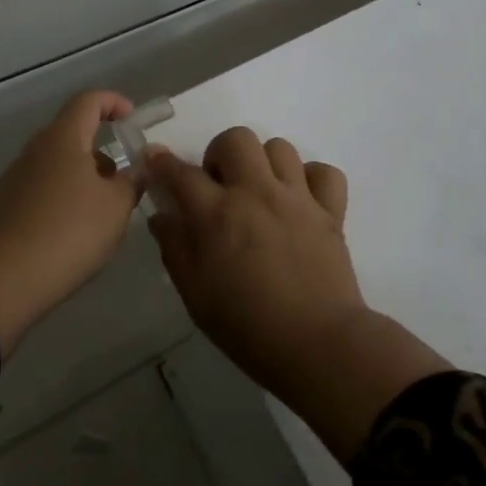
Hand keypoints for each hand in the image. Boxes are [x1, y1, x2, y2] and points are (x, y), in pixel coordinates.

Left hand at [0, 90, 140, 356]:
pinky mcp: (5, 205)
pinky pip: (41, 189)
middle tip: (122, 180)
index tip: (131, 118)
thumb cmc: (70, 231)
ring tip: (102, 212)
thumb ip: (132, 182)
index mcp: (63, 138)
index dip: (112, 102)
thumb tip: (138, 169)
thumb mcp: (116, 207)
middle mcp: (35, 150)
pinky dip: (62, 198)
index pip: (88, 101)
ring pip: (56, 164)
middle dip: (99, 151)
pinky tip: (73, 231)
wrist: (6, 277)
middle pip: (71, 134)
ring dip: (82, 178)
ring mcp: (16, 177)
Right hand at [149, 127, 447, 460]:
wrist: (318, 345)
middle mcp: (256, 193)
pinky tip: (300, 200)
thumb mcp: (195, 295)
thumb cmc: (247, 326)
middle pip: (236, 140)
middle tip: (220, 185)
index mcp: (217, 214)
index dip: (163, 162)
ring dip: (264, 162)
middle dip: (220, 153)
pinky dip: (312, 179)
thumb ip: (175, 249)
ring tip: (261, 191)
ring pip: (279, 147)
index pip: (182, 173)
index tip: (154, 156)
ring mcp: (297, 198)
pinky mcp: (331, 211)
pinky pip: (325, 172)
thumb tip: (162, 217)